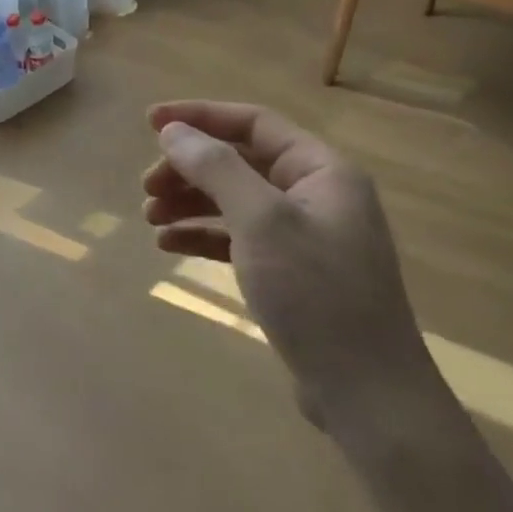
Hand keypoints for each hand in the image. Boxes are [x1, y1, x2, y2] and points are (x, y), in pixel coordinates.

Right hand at [142, 101, 443, 439]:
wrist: (366, 395)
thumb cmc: (316, 294)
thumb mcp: (261, 221)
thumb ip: (216, 168)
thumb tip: (174, 131)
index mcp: (321, 170)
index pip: (253, 123)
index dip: (199, 116)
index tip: (150, 122)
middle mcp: (315, 194)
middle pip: (240, 162)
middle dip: (189, 168)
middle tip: (146, 187)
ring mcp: (304, 236)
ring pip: (235, 200)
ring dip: (190, 202)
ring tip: (150, 217)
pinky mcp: (291, 272)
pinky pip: (238, 237)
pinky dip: (203, 235)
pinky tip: (169, 245)